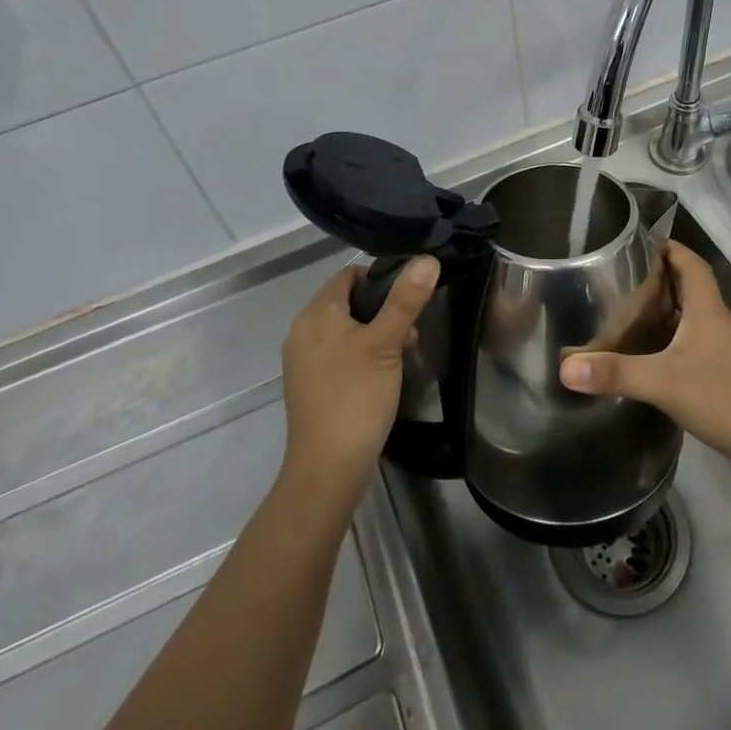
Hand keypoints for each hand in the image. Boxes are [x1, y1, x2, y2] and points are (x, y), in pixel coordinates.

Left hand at [279, 256, 437, 509]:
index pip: (349, 275)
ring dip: (375, 333)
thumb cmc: (356, 397)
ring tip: (402, 354)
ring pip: (345, 329)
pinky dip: (361, 354)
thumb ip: (405, 300)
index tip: (409, 298)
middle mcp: (302, 331)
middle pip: (348, 301)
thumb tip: (427, 259)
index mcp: (315, 314)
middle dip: (382, 310)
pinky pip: (338, 353)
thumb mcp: (386, 344)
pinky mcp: (310, 385)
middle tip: (410, 332)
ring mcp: (303, 360)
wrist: (327, 470)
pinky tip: (381, 375)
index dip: (381, 279)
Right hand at [559, 240, 730, 482]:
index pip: (690, 262)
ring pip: (694, 320)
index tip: (638, 244)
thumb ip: (616, 373)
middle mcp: (720, 322)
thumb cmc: (728, 397)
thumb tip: (565, 367)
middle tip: (620, 283)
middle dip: (658, 281)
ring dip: (667, 314)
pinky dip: (676, 344)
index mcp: (708, 309)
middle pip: (690, 289)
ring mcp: (730, 351)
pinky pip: (698, 347)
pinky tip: (656, 362)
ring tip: (629, 318)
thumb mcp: (665, 383)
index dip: (669, 248)